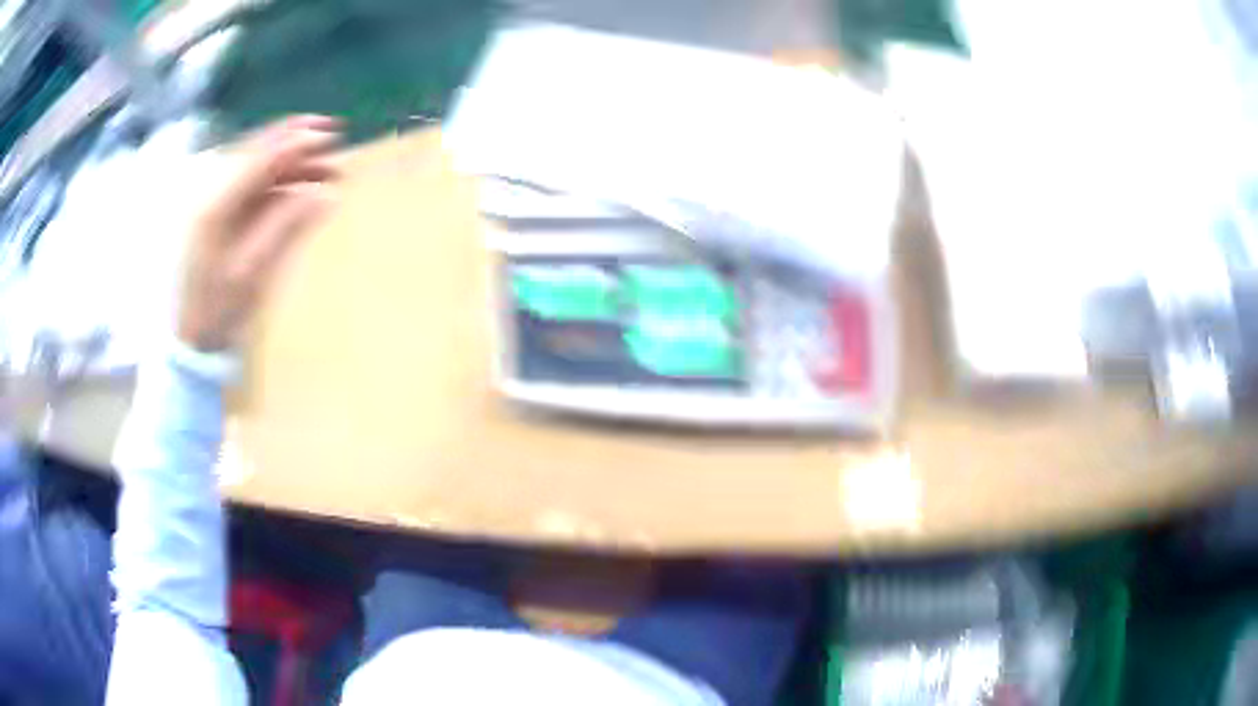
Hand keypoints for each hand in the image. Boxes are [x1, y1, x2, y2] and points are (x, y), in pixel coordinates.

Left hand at [177, 115, 342, 350]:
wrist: (189, 338)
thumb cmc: (217, 310)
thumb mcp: (252, 272)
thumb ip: (286, 226)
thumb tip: (325, 194)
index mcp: (216, 206)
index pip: (260, 159)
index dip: (295, 143)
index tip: (331, 136)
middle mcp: (212, 193)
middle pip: (255, 150)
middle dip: (294, 139)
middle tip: (333, 134)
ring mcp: (213, 201)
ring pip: (255, 164)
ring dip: (289, 158)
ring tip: (324, 163)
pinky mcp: (218, 213)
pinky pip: (251, 182)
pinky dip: (277, 176)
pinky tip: (299, 183)